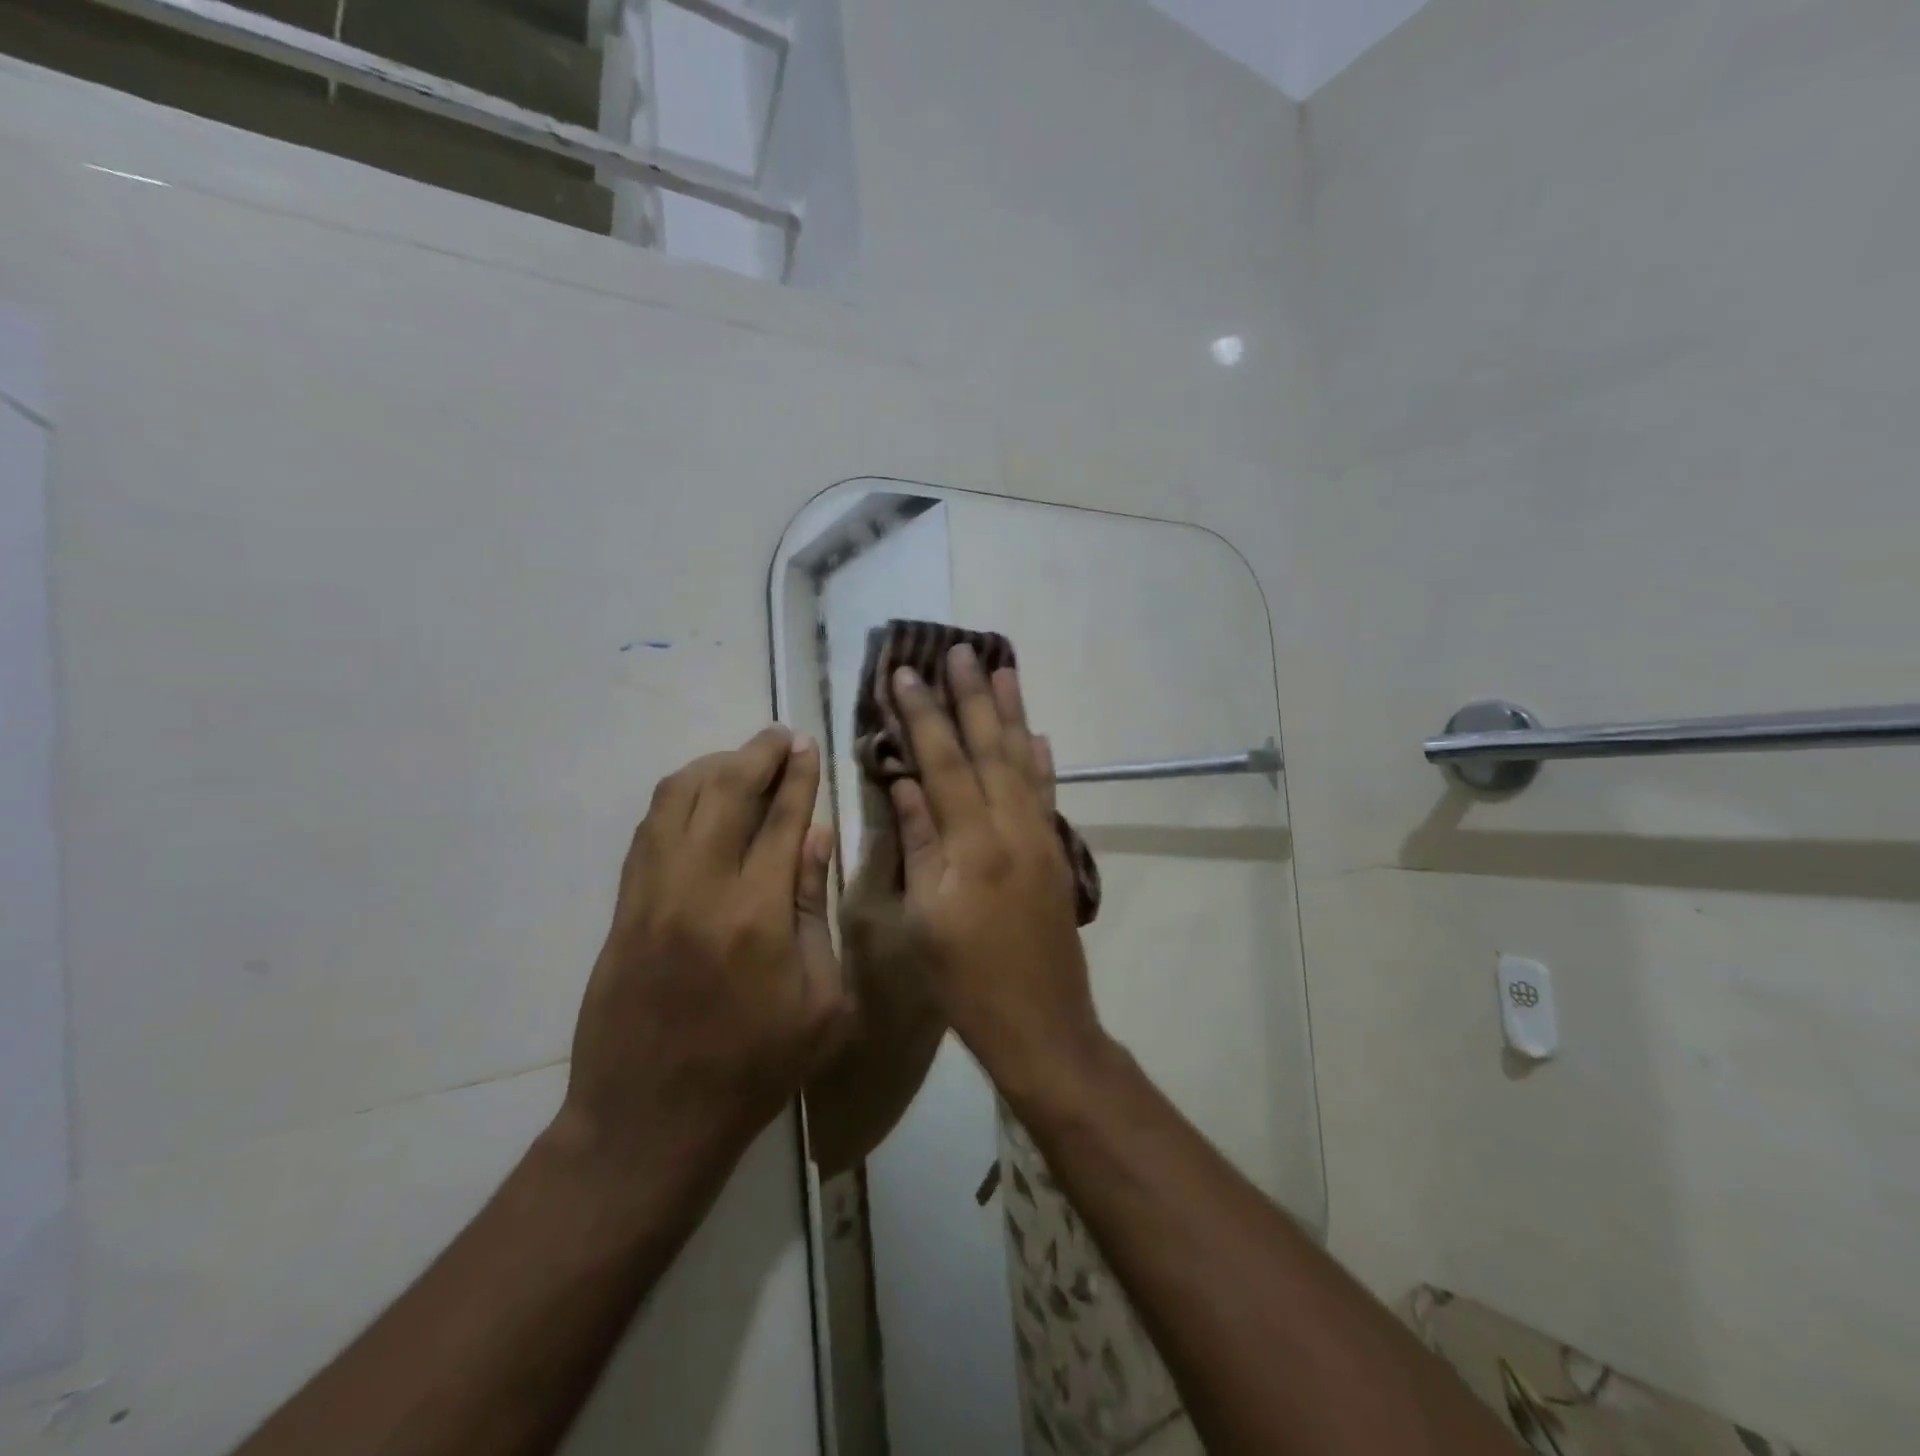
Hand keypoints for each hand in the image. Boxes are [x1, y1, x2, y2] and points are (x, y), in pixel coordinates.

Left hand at [556, 727, 851, 1190]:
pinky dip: (676, 799)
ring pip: (676, 799)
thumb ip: (818, 912)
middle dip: (757, 753)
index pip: (781, 819)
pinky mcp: (624, 908)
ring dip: (712, 767)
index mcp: (758, 915)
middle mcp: (700, 889)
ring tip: (741, 761)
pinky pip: (648, 830)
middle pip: (725, 791)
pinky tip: (697, 798)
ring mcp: (652, 895)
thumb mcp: (821, 1004)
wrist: (649, 1120)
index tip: (807, 744)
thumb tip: (816, 838)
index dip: (797, 775)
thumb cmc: (755, 1069)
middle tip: (780, 737)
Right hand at [888, 646, 1107, 1098]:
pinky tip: (1037, 734)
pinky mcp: (1056, 853)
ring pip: (1023, 761)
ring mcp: (1041, 838)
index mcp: (972, 845)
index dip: (924, 716)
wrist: (1043, 1025)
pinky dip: (1040, 760)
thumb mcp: (925, 918)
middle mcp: (1012, 829)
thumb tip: (905, 784)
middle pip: (989, 748)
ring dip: (1012, 713)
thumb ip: (918, 845)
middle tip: (961, 650)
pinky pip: (1046, 793)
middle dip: (972, 697)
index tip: (907, 673)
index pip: (943, 763)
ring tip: (1004, 668)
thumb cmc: (968, 982)